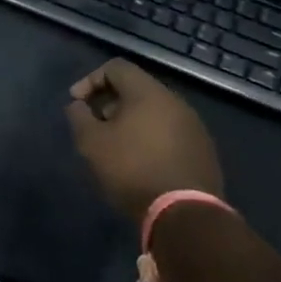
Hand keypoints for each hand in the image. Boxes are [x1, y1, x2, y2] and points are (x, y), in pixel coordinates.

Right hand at [66, 58, 222, 226]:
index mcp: (148, 93)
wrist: (185, 214)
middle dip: (109, 102)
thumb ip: (79, 117)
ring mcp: (194, 127)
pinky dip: (150, 137)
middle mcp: (176, 102)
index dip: (90, 80)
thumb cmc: (132, 169)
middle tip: (94, 125)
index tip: (77, 104)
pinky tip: (140, 162)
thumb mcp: (92, 142)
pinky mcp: (203, 150)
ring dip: (130, 121)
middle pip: (136, 89)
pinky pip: (169, 132)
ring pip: (154, 111)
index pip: (116, 67)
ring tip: (115, 146)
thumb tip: (78, 105)